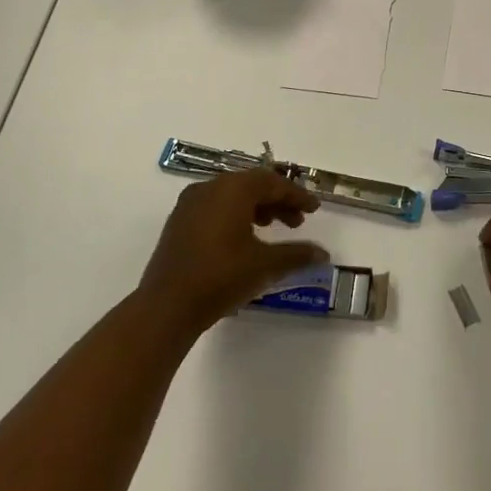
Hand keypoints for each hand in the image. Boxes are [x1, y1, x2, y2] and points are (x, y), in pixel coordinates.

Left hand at [140, 170, 328, 336]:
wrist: (166, 307)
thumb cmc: (221, 277)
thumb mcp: (265, 265)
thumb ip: (297, 254)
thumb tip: (323, 254)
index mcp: (233, 189)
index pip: (272, 182)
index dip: (296, 195)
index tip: (314, 208)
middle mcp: (210, 187)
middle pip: (252, 185)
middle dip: (278, 201)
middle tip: (297, 222)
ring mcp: (190, 203)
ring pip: (232, 196)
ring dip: (257, 208)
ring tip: (273, 229)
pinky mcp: (178, 222)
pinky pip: (215, 207)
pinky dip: (235, 215)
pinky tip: (244, 239)